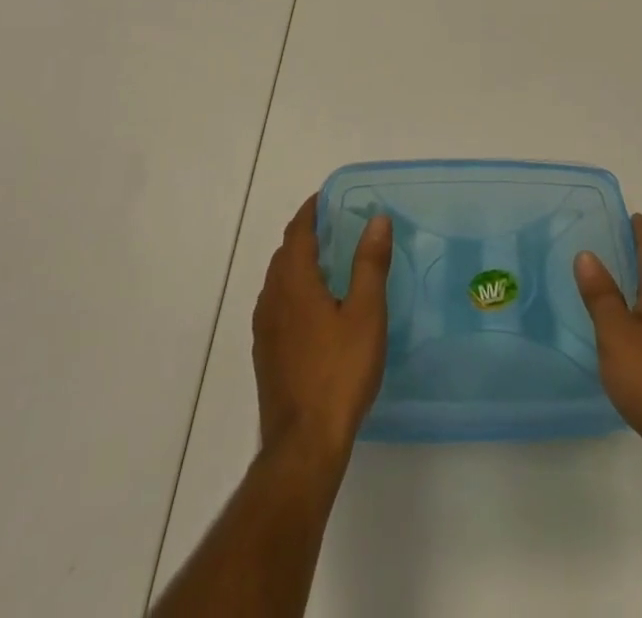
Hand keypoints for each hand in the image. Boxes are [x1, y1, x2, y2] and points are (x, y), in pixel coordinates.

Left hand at [252, 195, 392, 466]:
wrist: (304, 444)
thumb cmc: (339, 372)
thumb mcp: (365, 313)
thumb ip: (370, 264)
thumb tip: (376, 219)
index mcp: (294, 282)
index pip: (297, 232)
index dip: (311, 211)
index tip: (328, 198)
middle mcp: (272, 298)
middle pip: (285, 254)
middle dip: (306, 235)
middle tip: (336, 227)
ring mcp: (265, 329)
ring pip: (279, 280)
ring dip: (299, 263)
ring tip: (329, 263)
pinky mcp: (266, 354)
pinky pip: (277, 305)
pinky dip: (294, 290)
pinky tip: (316, 309)